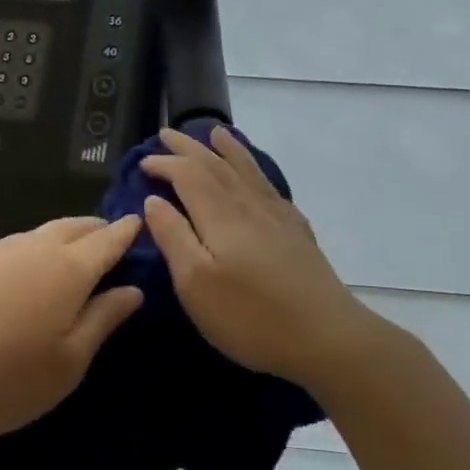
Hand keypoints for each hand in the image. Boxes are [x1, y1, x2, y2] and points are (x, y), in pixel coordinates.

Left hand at [0, 215, 144, 448]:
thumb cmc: (4, 375)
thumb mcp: (68, 362)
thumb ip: (103, 320)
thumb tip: (133, 290)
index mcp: (70, 268)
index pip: (108, 239)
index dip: (127, 231)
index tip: (141, 222)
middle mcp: (36, 247)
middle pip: (76, 226)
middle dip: (98, 228)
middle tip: (113, 239)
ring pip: (44, 232)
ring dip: (66, 236)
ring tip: (75, 254)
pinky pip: (17, 245)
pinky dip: (37, 248)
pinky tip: (30, 271)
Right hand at [140, 125, 371, 389]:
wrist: (326, 337)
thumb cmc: (250, 316)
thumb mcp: (195, 284)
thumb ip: (173, 237)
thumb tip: (153, 200)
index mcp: (220, 215)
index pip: (188, 174)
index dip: (165, 164)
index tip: (143, 163)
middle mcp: (248, 205)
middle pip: (215, 165)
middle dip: (189, 148)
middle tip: (167, 134)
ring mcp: (276, 216)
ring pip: (246, 170)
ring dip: (227, 149)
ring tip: (215, 133)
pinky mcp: (296, 231)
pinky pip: (268, 185)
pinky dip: (255, 170)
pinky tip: (256, 176)